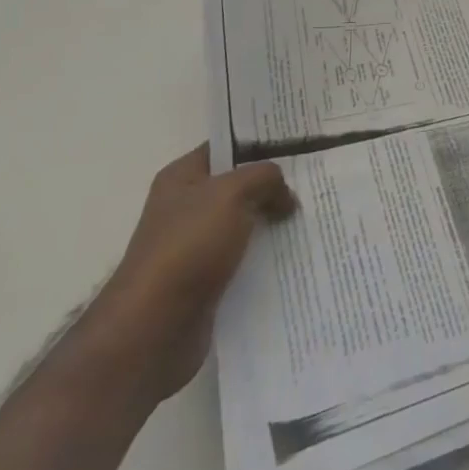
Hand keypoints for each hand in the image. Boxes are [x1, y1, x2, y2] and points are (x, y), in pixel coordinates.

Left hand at [81, 146, 295, 402]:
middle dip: (273, 185)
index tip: (299, 142)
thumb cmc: (189, 246)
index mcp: (182, 177)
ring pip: (244, 224)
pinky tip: (296, 255)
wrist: (155, 328)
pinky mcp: (206, 281)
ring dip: (273, 223)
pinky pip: (243, 259)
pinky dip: (266, 257)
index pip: (226, 145)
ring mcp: (195, 246)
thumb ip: (265, 178)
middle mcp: (186, 207)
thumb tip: (285, 195)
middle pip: (239, 185)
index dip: (260, 142)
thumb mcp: (232, 193)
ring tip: (313, 218)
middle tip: (313, 182)